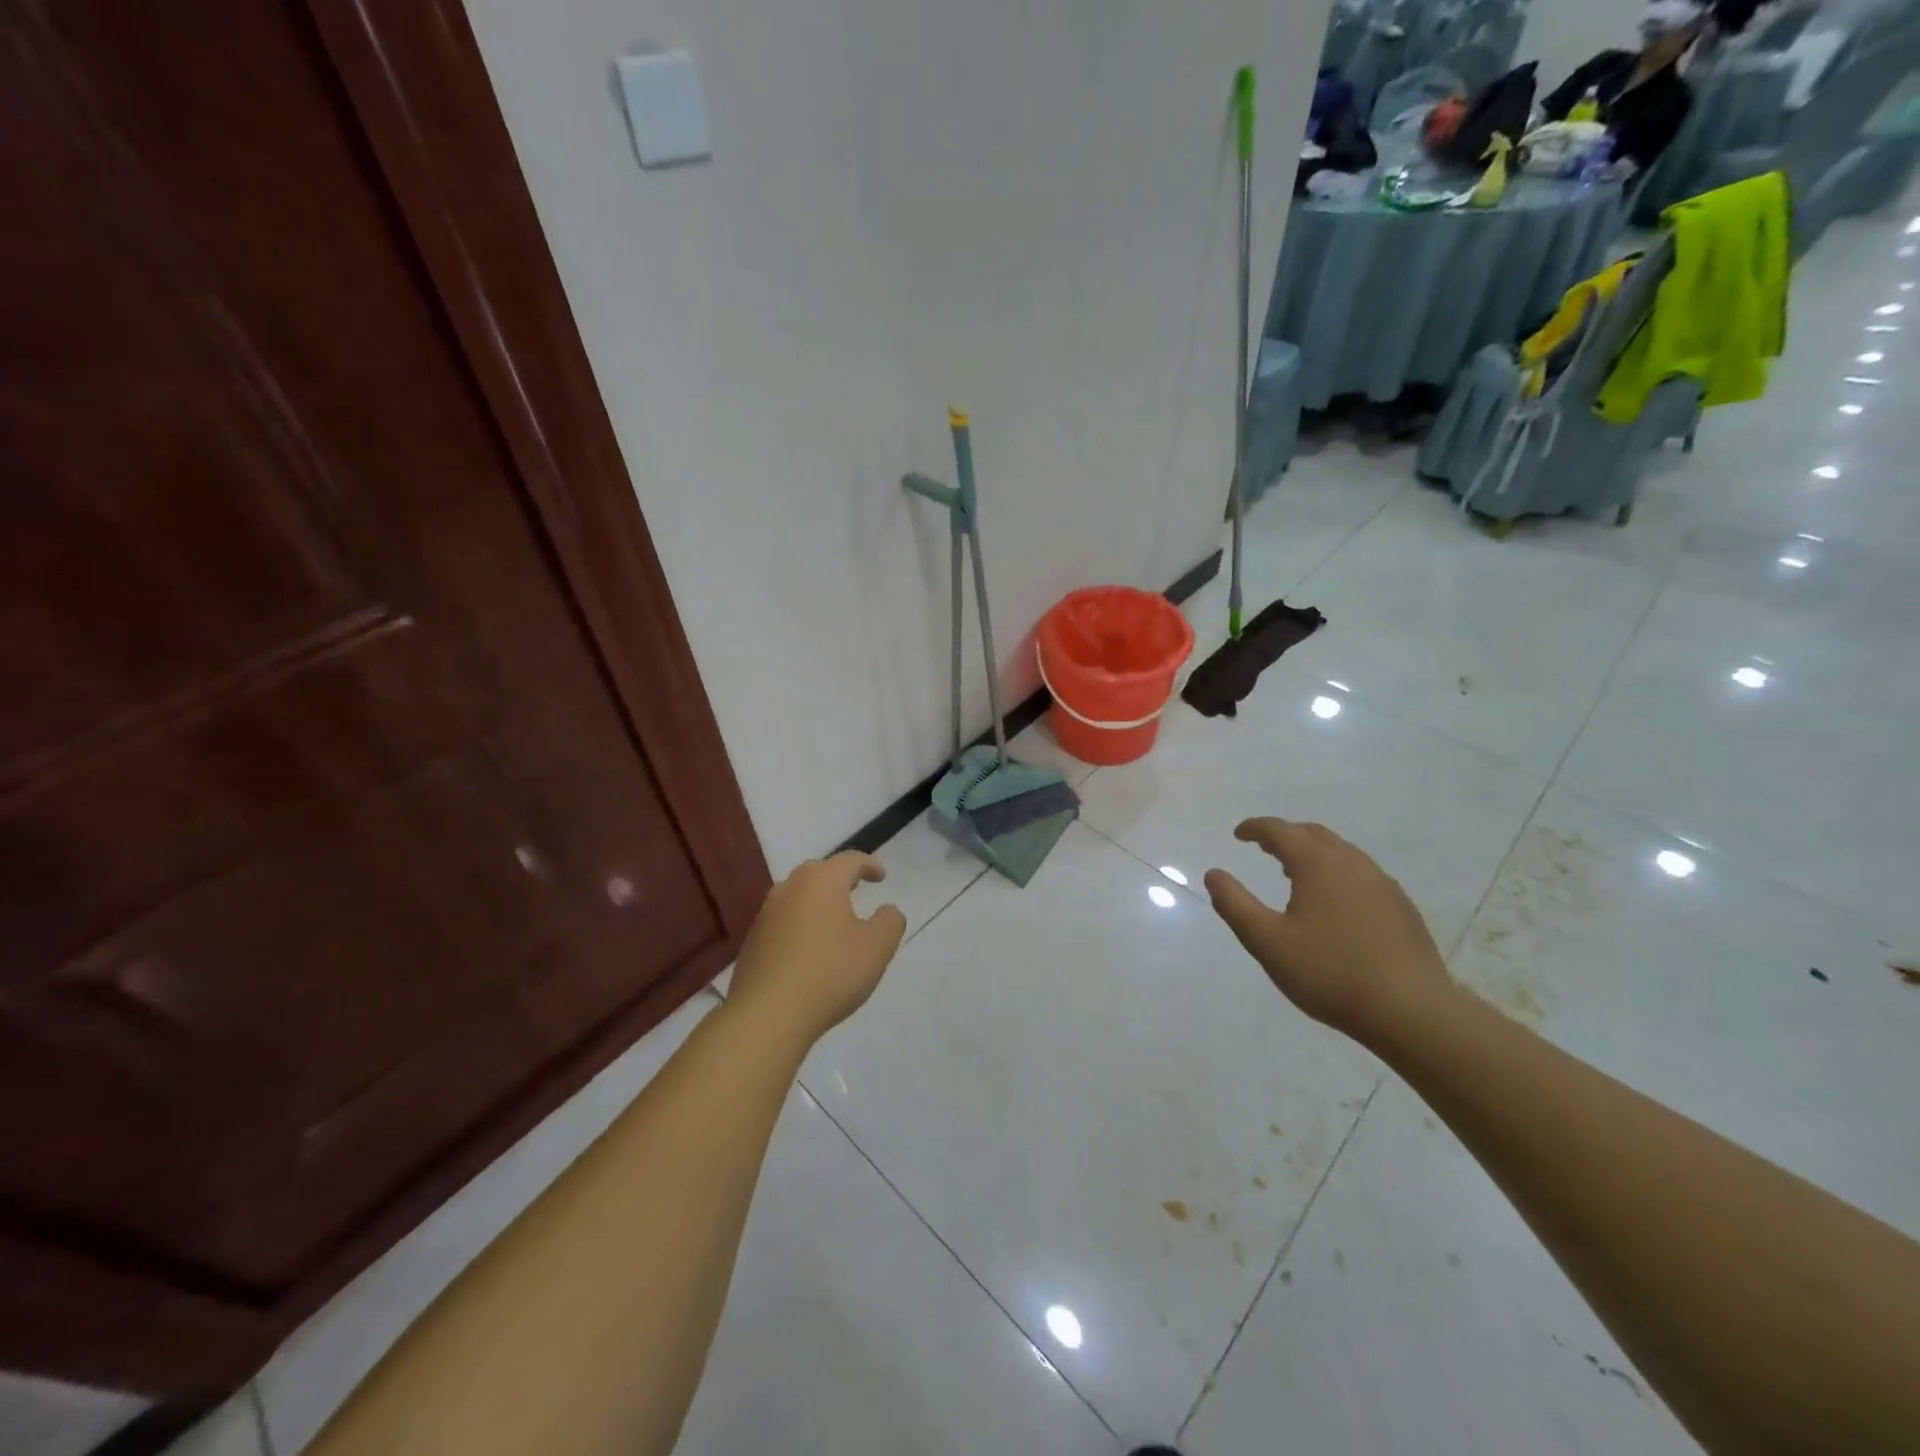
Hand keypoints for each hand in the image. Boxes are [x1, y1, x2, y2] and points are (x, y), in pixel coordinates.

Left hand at [728, 852, 907, 1044]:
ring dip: (817, 903)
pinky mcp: (752, 942)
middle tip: (855, 890)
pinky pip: (782, 923)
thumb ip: (890, 922)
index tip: (881, 876)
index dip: (869, 865)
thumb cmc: (830, 972)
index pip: (849, 861)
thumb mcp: (877, 947)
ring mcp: (765, 915)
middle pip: (818, 873)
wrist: (768, 1015)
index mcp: (821, 881)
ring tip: (833, 921)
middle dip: (839, 879)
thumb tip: (888, 911)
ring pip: (796, 897)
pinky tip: (809, 950)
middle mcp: (789, 889)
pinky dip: (799, 927)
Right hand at [1205, 818, 1450, 1045]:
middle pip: (1314, 834)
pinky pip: (1362, 874)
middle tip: (1264, 847)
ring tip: (1294, 872)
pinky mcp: (1401, 907)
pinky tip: (1334, 902)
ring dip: (1313, 853)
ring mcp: (1382, 884)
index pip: (1280, 831)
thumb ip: (1235, 904)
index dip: (1256, 828)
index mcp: (1318, 864)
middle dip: (1285, 835)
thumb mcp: (1267, 942)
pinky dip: (1337, 873)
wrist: (1412, 1011)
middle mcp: (1352, 863)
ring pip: (1341, 853)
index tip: (1238, 834)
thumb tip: (1213, 874)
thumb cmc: (1330, 972)